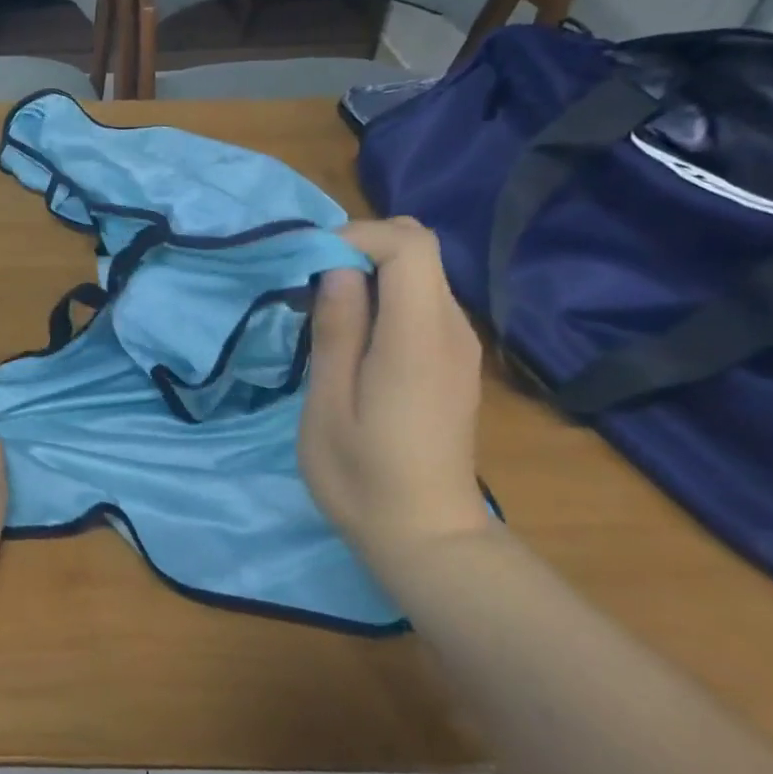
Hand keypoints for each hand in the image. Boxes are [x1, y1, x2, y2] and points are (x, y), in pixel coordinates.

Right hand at [298, 218, 493, 572]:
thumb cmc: (363, 477)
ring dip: (371, 273)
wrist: (428, 537)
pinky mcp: (456, 360)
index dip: (357, 236)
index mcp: (419, 337)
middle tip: (313, 286)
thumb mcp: (328, 405)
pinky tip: (357, 339)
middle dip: (362, 248)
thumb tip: (336, 268)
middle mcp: (452, 329)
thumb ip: (336, 330)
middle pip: (420, 248)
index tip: (311, 265)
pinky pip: (424, 301)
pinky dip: (386, 297)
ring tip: (327, 314)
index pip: (408, 244)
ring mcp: (460, 345)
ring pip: (421, 272)